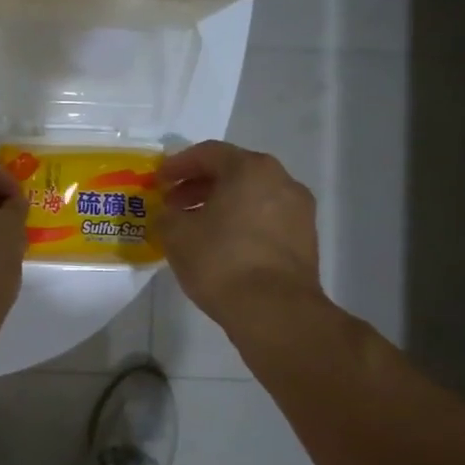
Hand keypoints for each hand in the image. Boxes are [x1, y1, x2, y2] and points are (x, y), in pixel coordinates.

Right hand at [155, 141, 324, 328]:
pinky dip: (241, 224)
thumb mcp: (176, 235)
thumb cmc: (221, 261)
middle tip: (174, 204)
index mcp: (251, 169)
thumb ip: (167, 215)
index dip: (178, 164)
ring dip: (221, 206)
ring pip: (252, 197)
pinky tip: (221, 246)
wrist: (274, 311)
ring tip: (195, 227)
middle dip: (200, 185)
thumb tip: (169, 214)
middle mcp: (282, 181)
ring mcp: (299, 212)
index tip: (158, 180)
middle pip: (234, 172)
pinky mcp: (305, 241)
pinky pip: (265, 220)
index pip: (208, 153)